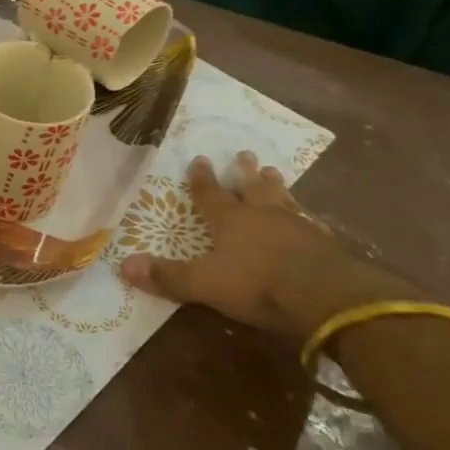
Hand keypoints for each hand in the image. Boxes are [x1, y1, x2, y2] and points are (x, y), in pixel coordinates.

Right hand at [120, 151, 406, 341]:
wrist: (326, 295)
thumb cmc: (257, 284)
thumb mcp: (204, 284)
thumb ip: (168, 276)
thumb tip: (123, 265)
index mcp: (230, 220)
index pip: (210, 193)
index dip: (201, 179)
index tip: (199, 159)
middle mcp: (262, 215)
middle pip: (251, 187)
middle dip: (245, 172)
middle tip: (245, 154)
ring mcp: (297, 226)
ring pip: (282, 198)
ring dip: (275, 186)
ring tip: (274, 171)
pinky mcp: (325, 243)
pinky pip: (311, 221)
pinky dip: (305, 216)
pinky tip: (309, 216)